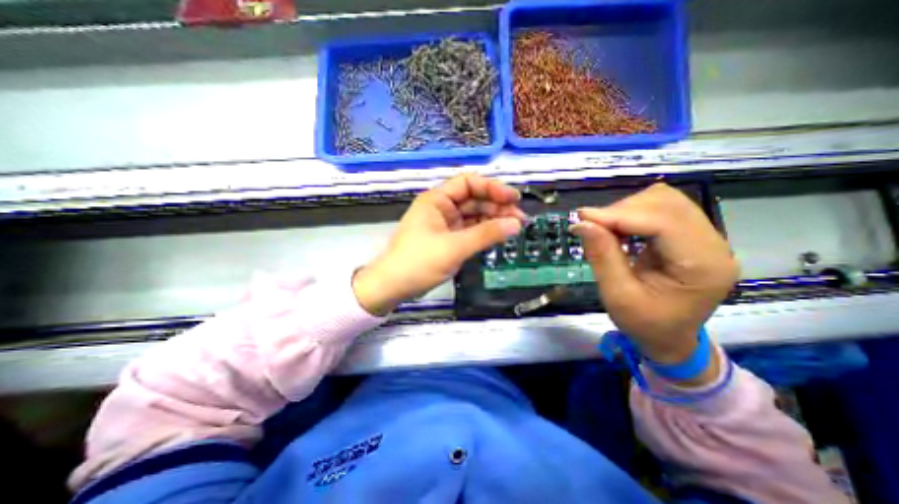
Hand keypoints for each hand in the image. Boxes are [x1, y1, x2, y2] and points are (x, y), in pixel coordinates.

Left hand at [352, 173, 527, 315]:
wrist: (393, 286)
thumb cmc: (418, 262)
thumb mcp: (454, 247)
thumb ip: (486, 234)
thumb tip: (517, 224)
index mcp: (437, 200)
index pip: (468, 183)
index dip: (492, 187)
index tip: (514, 198)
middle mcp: (441, 208)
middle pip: (474, 199)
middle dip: (497, 206)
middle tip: (520, 219)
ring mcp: (445, 224)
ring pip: (474, 215)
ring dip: (493, 220)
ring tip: (515, 228)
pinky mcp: (448, 239)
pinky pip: (470, 230)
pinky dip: (484, 232)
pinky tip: (499, 235)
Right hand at [572, 185, 741, 381]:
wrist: (670, 337)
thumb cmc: (645, 324)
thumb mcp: (617, 296)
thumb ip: (602, 257)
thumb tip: (582, 224)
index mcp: (702, 266)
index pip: (663, 222)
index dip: (619, 215)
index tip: (582, 218)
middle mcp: (713, 245)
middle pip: (667, 203)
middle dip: (622, 210)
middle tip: (591, 225)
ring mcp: (706, 237)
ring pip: (664, 200)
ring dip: (627, 209)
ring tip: (604, 227)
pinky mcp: (692, 235)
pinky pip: (662, 208)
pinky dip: (633, 212)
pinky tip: (618, 227)